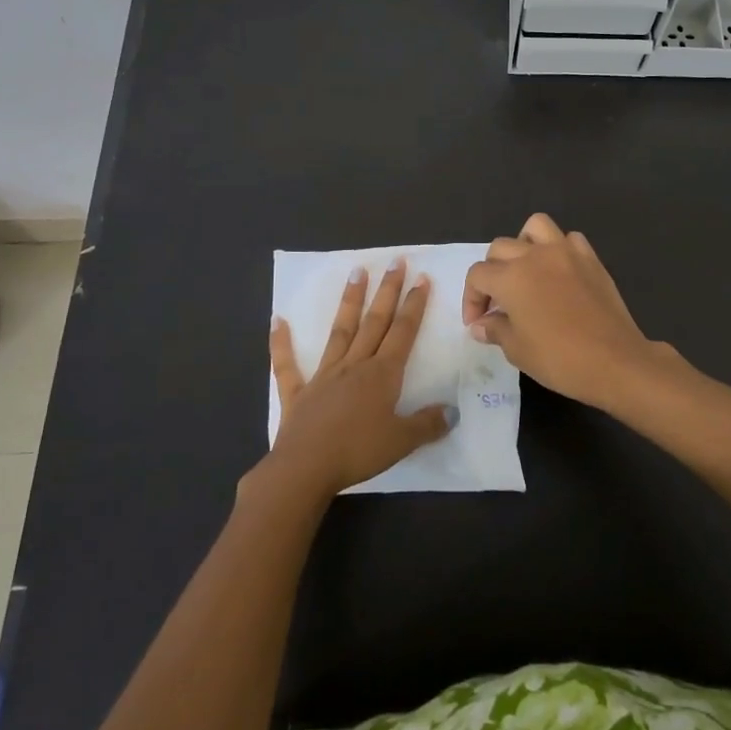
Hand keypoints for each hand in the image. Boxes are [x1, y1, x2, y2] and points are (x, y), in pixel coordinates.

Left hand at [264, 259, 454, 500]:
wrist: (306, 468)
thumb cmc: (358, 452)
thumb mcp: (402, 441)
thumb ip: (427, 424)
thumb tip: (453, 411)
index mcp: (382, 374)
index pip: (403, 332)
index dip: (414, 305)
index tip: (421, 278)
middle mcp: (355, 365)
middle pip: (375, 321)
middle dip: (388, 290)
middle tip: (395, 261)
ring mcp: (324, 375)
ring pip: (340, 331)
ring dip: (350, 301)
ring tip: (356, 272)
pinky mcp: (298, 392)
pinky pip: (287, 364)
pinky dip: (281, 343)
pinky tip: (277, 320)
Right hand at [462, 214, 668, 410]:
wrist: (614, 361)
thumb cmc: (559, 359)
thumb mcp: (517, 350)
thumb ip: (495, 330)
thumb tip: (480, 324)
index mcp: (511, 277)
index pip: (478, 275)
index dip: (472, 298)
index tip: (477, 321)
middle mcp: (534, 255)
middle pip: (500, 248)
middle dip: (491, 273)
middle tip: (498, 302)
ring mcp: (566, 252)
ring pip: (535, 227)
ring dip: (523, 244)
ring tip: (525, 270)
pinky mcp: (590, 258)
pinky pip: (569, 239)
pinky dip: (559, 249)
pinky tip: (559, 272)